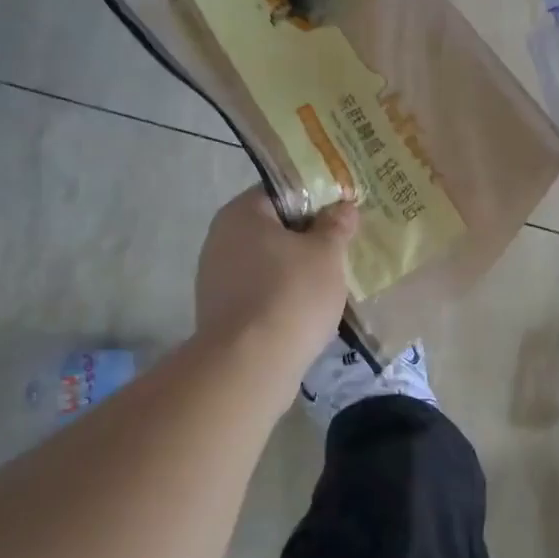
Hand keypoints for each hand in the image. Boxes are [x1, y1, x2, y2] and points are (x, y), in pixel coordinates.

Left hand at [195, 188, 358, 354]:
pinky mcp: (220, 312)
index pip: (282, 191)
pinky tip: (305, 311)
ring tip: (329, 282)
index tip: (342, 215)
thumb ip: (336, 226)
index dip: (316, 199)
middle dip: (306, 238)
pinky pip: (258, 292)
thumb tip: (343, 208)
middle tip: (341, 248)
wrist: (250, 365)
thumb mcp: (326, 253)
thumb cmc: (291, 294)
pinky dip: (280, 296)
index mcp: (241, 213)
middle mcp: (220, 238)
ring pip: (266, 263)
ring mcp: (215, 278)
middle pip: (273, 228)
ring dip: (294, 269)